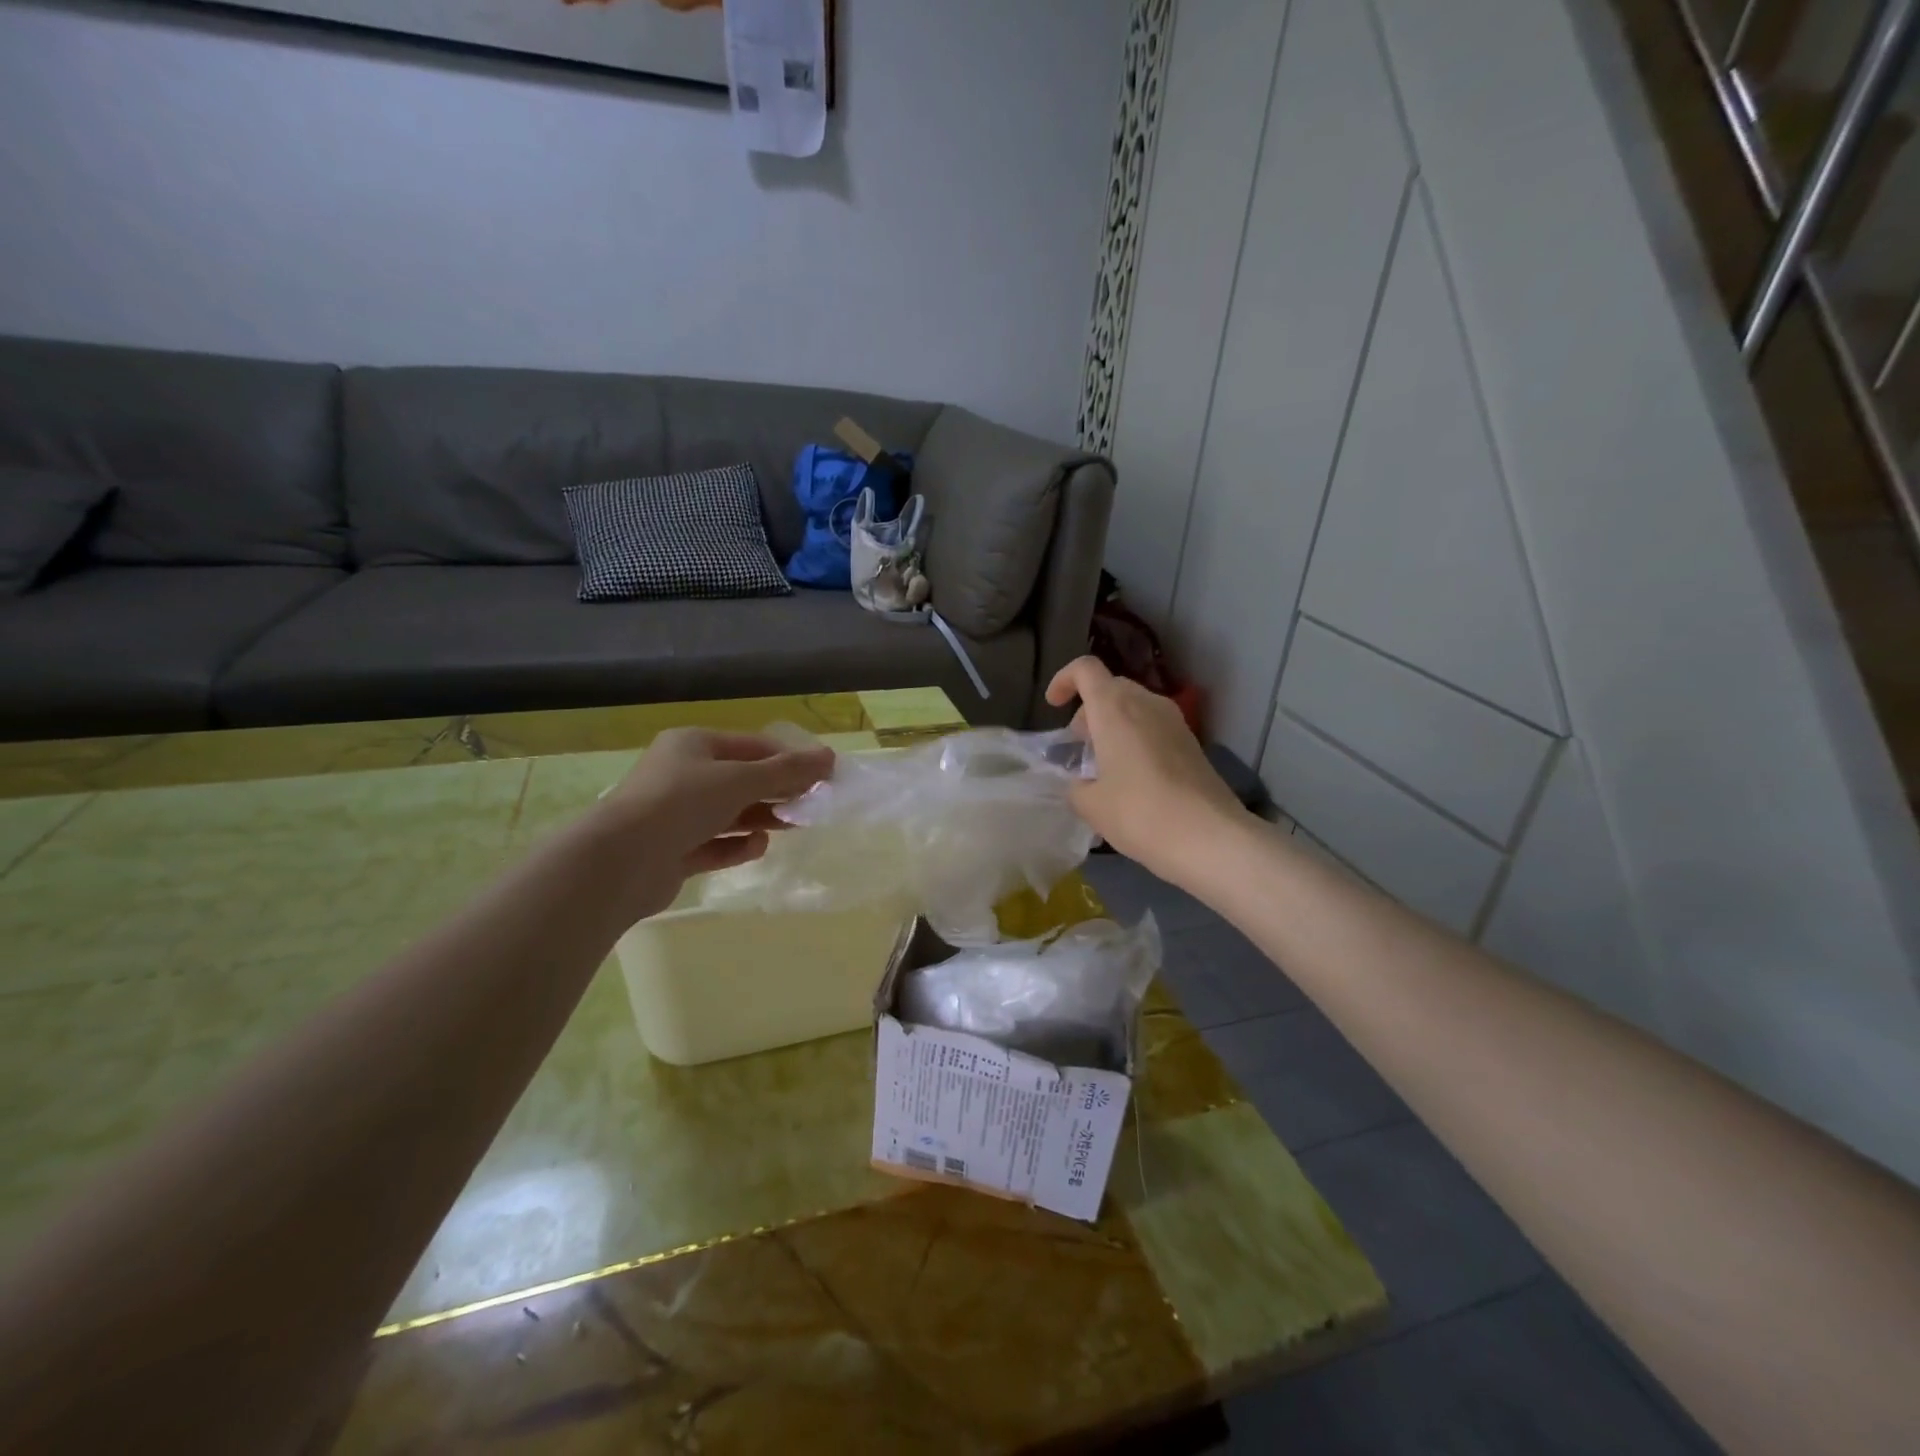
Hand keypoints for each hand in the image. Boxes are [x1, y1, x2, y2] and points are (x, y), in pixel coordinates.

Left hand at [590, 728, 833, 921]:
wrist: (620, 861)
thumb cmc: (682, 803)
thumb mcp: (741, 780)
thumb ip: (787, 771)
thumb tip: (829, 757)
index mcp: (692, 745)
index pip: (751, 745)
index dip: (789, 758)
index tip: (823, 774)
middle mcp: (682, 775)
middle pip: (741, 779)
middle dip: (778, 790)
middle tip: (813, 803)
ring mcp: (674, 815)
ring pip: (729, 813)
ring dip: (762, 817)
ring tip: (794, 825)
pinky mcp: (672, 852)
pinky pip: (714, 844)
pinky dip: (737, 846)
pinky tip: (758, 847)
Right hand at [1046, 657, 1249, 887]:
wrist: (1210, 837)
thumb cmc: (1140, 813)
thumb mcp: (1091, 805)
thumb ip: (1076, 786)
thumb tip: (1081, 783)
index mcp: (1114, 708)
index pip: (1085, 669)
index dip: (1064, 680)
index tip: (1054, 707)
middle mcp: (1146, 703)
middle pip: (1111, 688)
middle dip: (1089, 711)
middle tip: (1079, 748)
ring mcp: (1175, 722)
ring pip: (1135, 707)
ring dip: (1114, 726)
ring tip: (1104, 767)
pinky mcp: (1192, 743)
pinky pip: (1154, 727)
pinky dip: (1136, 740)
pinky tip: (1132, 780)